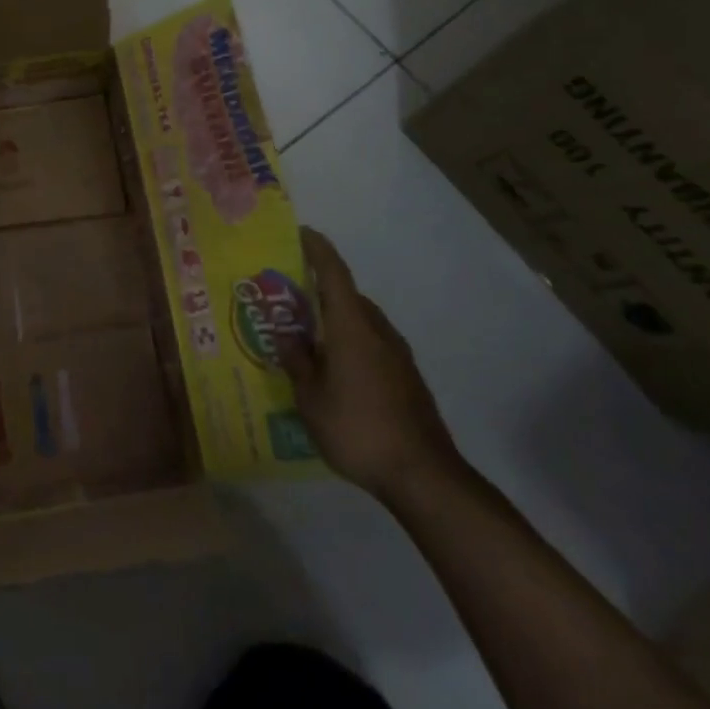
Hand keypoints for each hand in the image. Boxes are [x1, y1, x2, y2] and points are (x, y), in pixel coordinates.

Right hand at [279, 227, 460, 502]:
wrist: (424, 476)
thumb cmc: (358, 429)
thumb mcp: (311, 399)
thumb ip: (297, 362)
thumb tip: (285, 335)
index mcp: (351, 327)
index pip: (335, 274)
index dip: (318, 250)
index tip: (303, 232)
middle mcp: (378, 331)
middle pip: (348, 297)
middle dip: (321, 291)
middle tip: (291, 299)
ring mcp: (398, 356)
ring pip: (362, 322)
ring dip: (337, 320)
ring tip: (310, 337)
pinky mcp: (408, 379)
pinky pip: (373, 344)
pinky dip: (352, 343)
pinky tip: (337, 370)